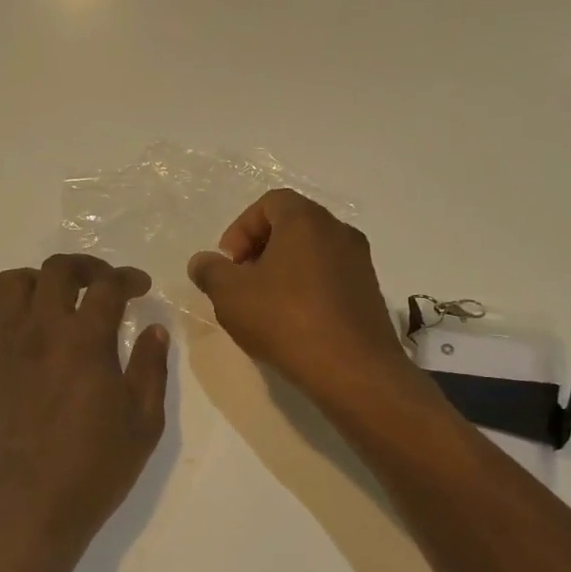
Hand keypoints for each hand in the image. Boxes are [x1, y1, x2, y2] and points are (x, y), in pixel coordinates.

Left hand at [0, 255, 169, 571]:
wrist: (34, 507)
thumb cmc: (97, 468)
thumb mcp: (144, 421)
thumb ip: (151, 368)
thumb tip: (155, 329)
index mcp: (86, 341)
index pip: (107, 286)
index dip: (128, 278)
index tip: (140, 287)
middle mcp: (42, 332)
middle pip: (56, 270)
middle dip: (85, 266)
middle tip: (103, 283)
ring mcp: (8, 349)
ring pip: (9, 284)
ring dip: (36, 281)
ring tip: (56, 300)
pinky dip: (2, 319)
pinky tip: (22, 338)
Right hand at [187, 190, 411, 405]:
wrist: (352, 369)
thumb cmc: (285, 320)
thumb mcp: (230, 295)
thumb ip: (210, 271)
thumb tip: (201, 261)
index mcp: (306, 221)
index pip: (270, 202)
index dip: (241, 228)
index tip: (229, 262)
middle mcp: (339, 232)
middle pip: (292, 226)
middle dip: (260, 249)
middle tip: (241, 282)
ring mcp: (360, 263)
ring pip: (312, 253)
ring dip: (283, 271)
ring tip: (263, 306)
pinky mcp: (369, 293)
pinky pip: (329, 278)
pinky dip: (306, 289)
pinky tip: (291, 322)